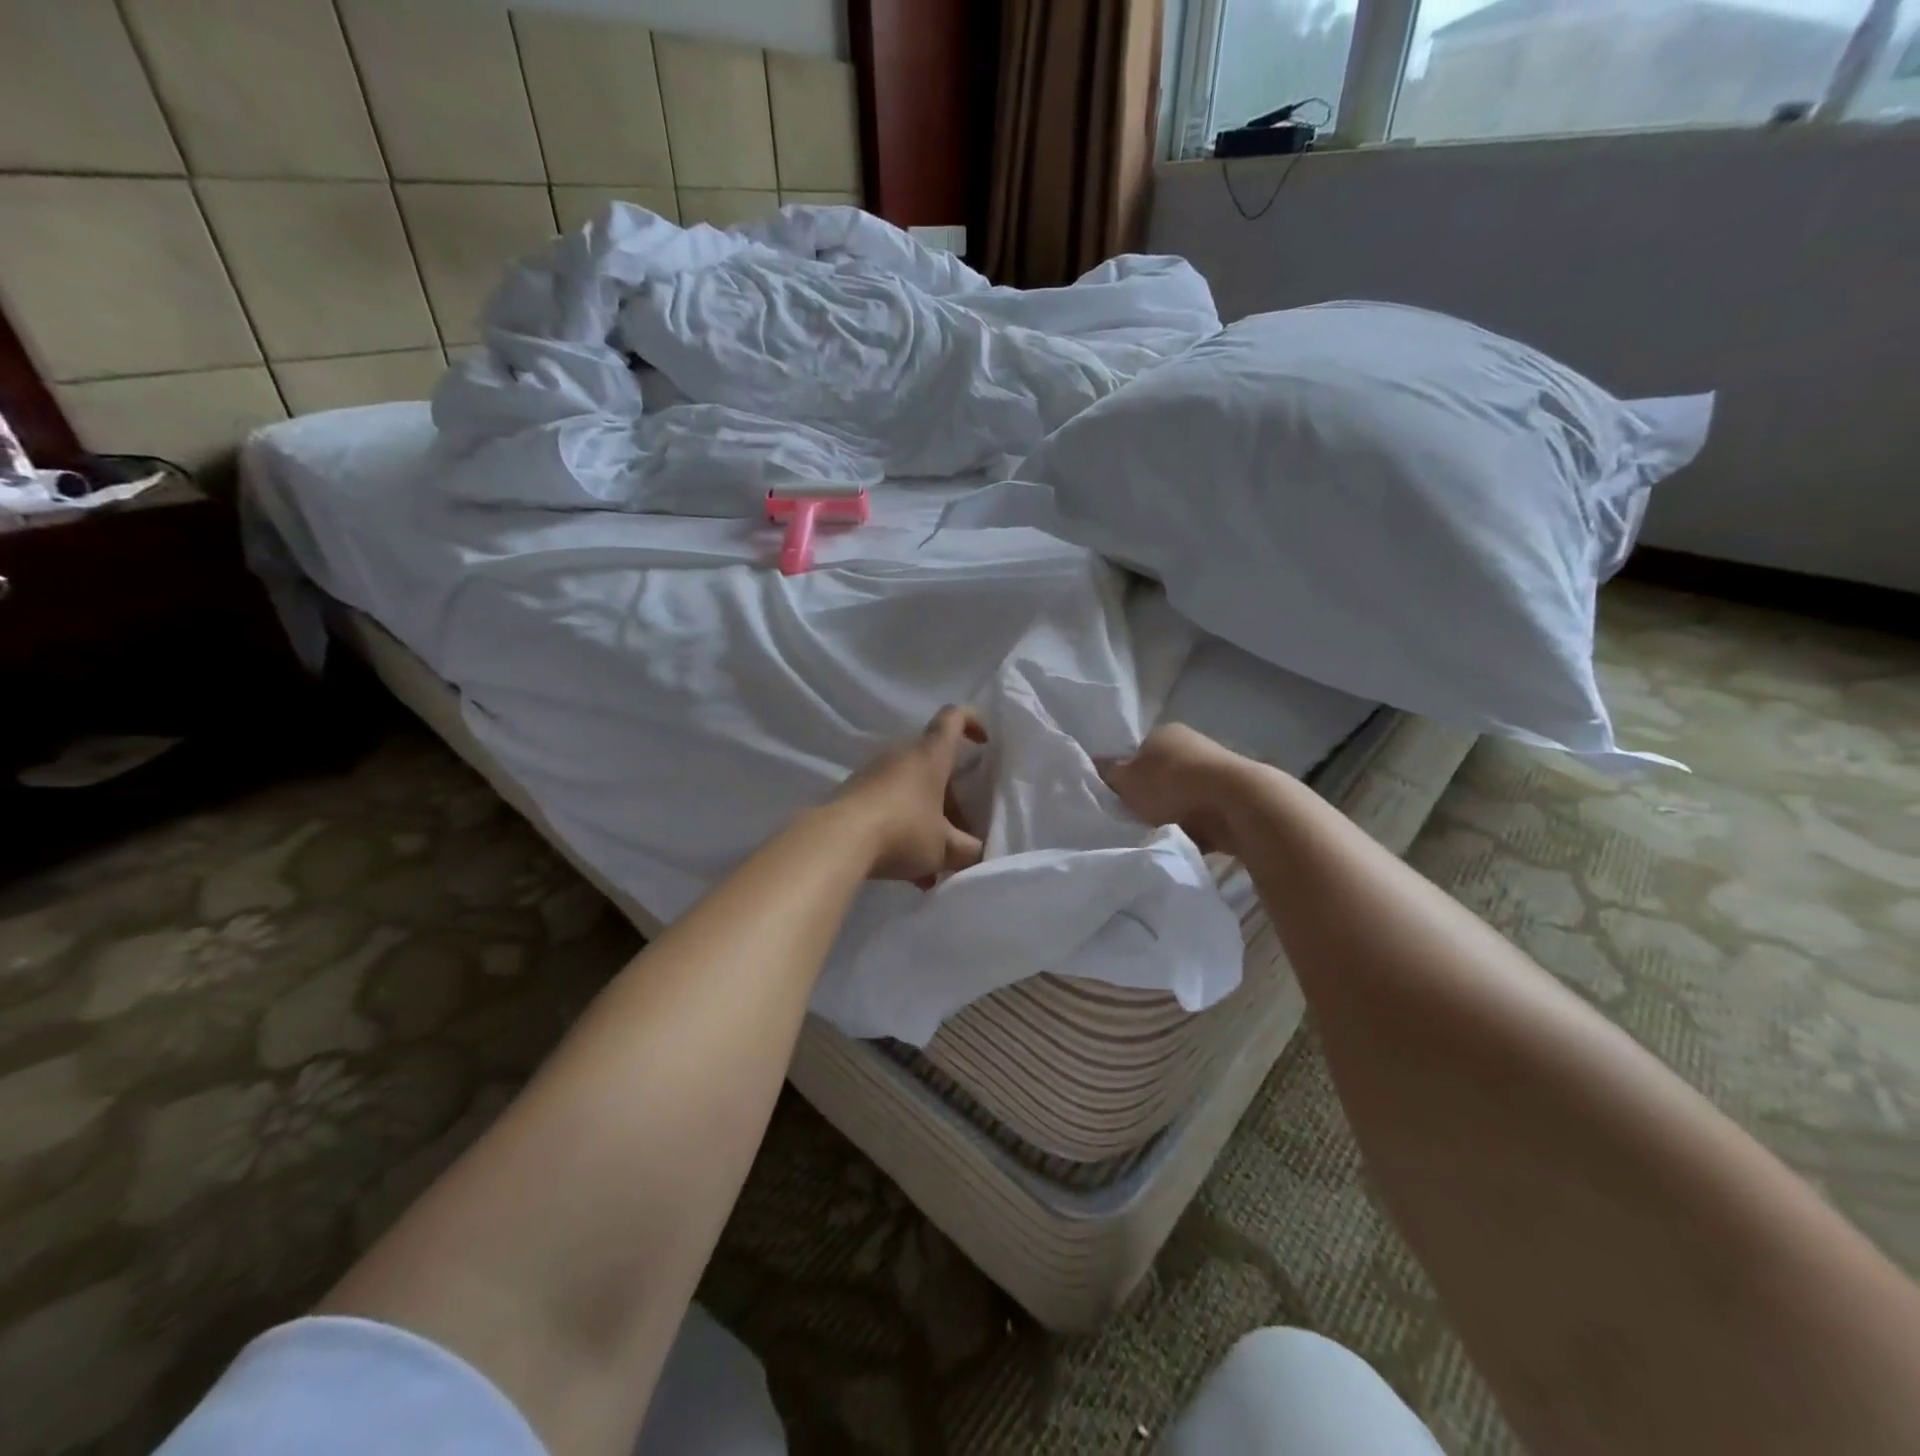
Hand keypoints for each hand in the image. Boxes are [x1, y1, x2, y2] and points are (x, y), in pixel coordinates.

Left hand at [835, 706, 987, 883]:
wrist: (836, 841)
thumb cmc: (902, 831)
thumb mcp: (945, 848)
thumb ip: (969, 850)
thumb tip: (978, 852)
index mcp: (930, 755)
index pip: (953, 717)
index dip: (972, 721)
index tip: (984, 742)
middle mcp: (901, 755)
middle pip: (933, 763)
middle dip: (951, 794)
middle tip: (962, 826)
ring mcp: (873, 773)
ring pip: (911, 790)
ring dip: (927, 818)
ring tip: (936, 860)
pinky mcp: (853, 794)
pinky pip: (888, 807)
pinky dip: (903, 831)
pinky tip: (910, 872)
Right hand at [1099, 723, 1263, 856]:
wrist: (1236, 804)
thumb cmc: (1172, 784)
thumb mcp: (1126, 780)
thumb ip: (1107, 773)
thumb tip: (1094, 764)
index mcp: (1163, 732)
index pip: (1134, 751)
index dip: (1123, 774)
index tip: (1116, 797)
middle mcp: (1189, 745)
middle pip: (1157, 775)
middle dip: (1147, 797)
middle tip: (1133, 817)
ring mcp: (1213, 770)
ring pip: (1179, 796)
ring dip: (1170, 813)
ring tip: (1158, 832)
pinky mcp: (1231, 797)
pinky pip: (1201, 815)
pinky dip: (1192, 827)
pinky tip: (1184, 839)